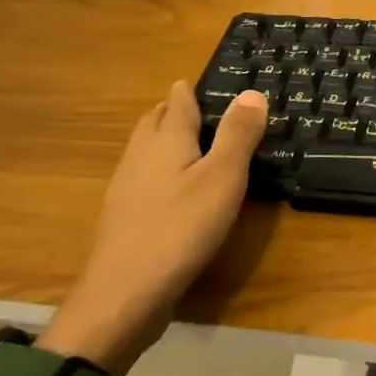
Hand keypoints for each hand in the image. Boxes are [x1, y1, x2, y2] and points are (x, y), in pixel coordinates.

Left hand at [40, 83, 266, 375]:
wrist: (123, 295)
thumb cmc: (180, 228)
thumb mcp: (223, 178)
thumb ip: (238, 135)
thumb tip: (252, 92)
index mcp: (166, 141)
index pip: (177, 103)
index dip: (189, 90)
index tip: (200, 81)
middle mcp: (140, 157)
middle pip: (153, 123)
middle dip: (171, 111)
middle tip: (196, 107)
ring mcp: (126, 189)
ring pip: (144, 151)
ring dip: (162, 140)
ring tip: (188, 143)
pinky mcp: (123, 219)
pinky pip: (142, 179)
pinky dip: (158, 170)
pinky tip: (171, 190)